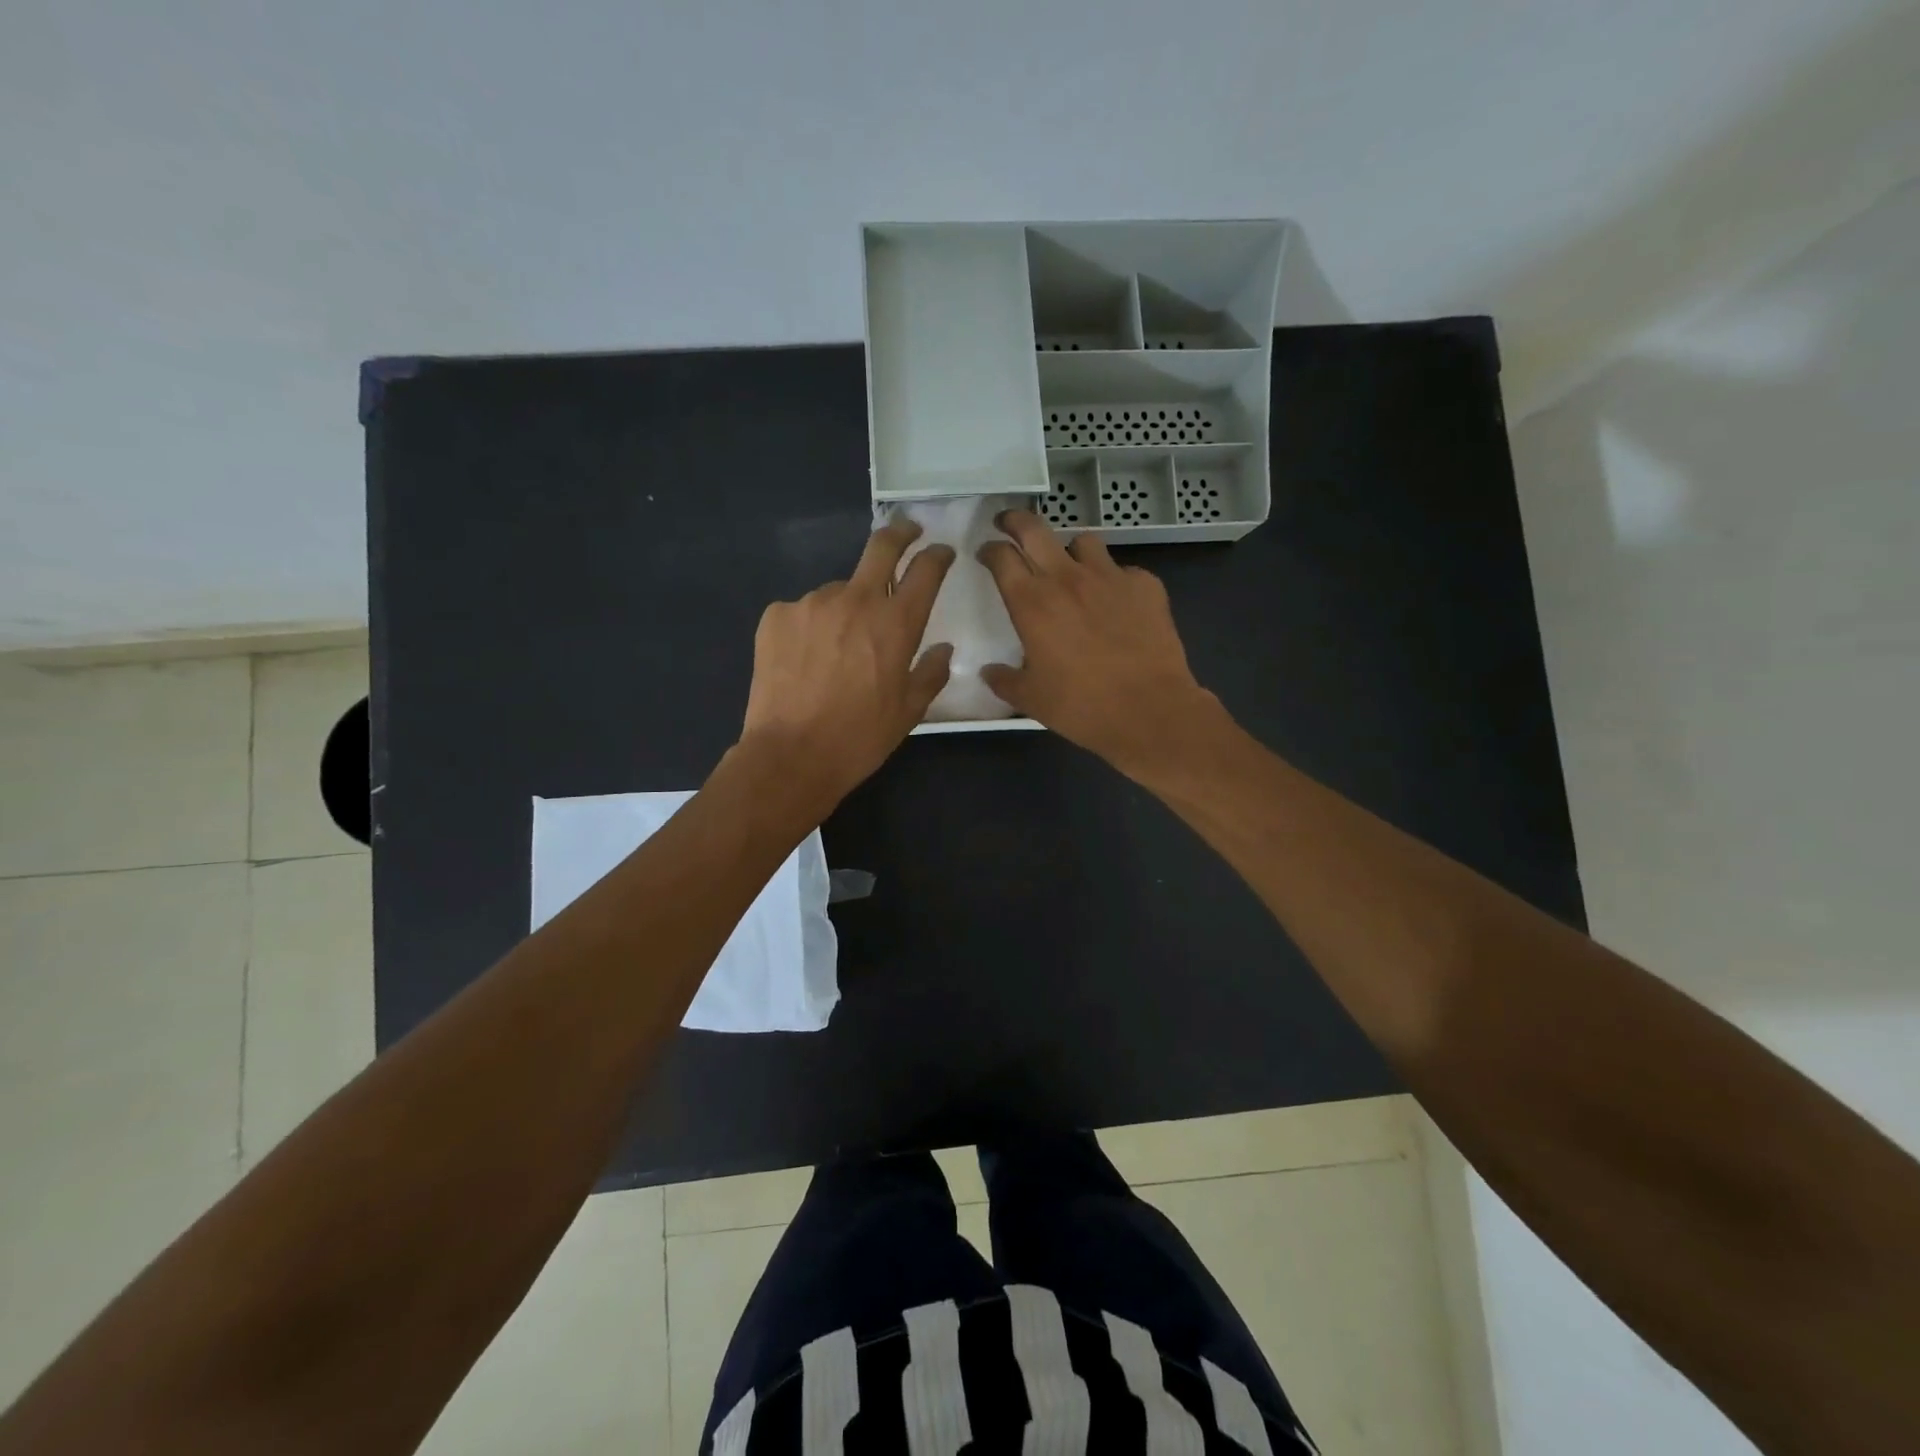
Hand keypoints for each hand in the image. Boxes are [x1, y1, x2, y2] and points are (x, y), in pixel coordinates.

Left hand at [738, 522, 954, 810]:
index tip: (941, 552)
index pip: (925, 570)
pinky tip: (806, 661)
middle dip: (900, 533)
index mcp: (896, 623)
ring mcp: (811, 603)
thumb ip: (931, 672)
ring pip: (838, 591)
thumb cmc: (860, 738)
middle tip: (907, 533)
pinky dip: (811, 627)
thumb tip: (943, 649)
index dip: (937, 555)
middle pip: (882, 546)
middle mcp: (855, 600)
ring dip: (846, 606)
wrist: (791, 756)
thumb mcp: (909, 712)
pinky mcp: (777, 616)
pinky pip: (803, 612)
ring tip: (837, 650)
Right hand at [977, 510, 1222, 778]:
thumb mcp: (1031, 700)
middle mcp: (1067, 579)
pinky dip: (1114, 580)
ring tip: (1071, 568)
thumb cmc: (1081, 706)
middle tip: (1009, 524)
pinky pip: (1123, 570)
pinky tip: (1116, 602)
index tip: (986, 552)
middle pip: (1035, 529)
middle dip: (1016, 521)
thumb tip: (988, 672)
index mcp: (1032, 603)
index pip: (1002, 557)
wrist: (1149, 710)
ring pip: (1083, 542)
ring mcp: (1110, 576)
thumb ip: (1005, 681)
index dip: (989, 549)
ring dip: (1070, 551)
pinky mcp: (1145, 585)